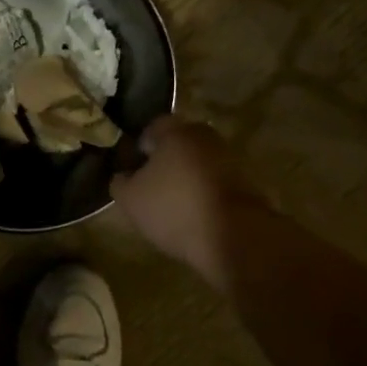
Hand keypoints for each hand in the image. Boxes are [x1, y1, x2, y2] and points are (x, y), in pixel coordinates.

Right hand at [109, 117, 264, 290]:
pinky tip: (194, 215)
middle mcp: (205, 136)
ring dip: (186, 178)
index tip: (131, 170)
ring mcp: (229, 159)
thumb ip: (120, 182)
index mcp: (176, 131)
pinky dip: (204, 193)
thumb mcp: (130, 199)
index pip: (151, 128)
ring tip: (172, 206)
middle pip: (178, 144)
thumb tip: (123, 176)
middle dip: (163, 162)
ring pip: (198, 163)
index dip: (138, 148)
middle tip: (150, 187)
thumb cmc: (174, 208)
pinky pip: (215, 182)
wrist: (236, 237)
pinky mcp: (247, 183)